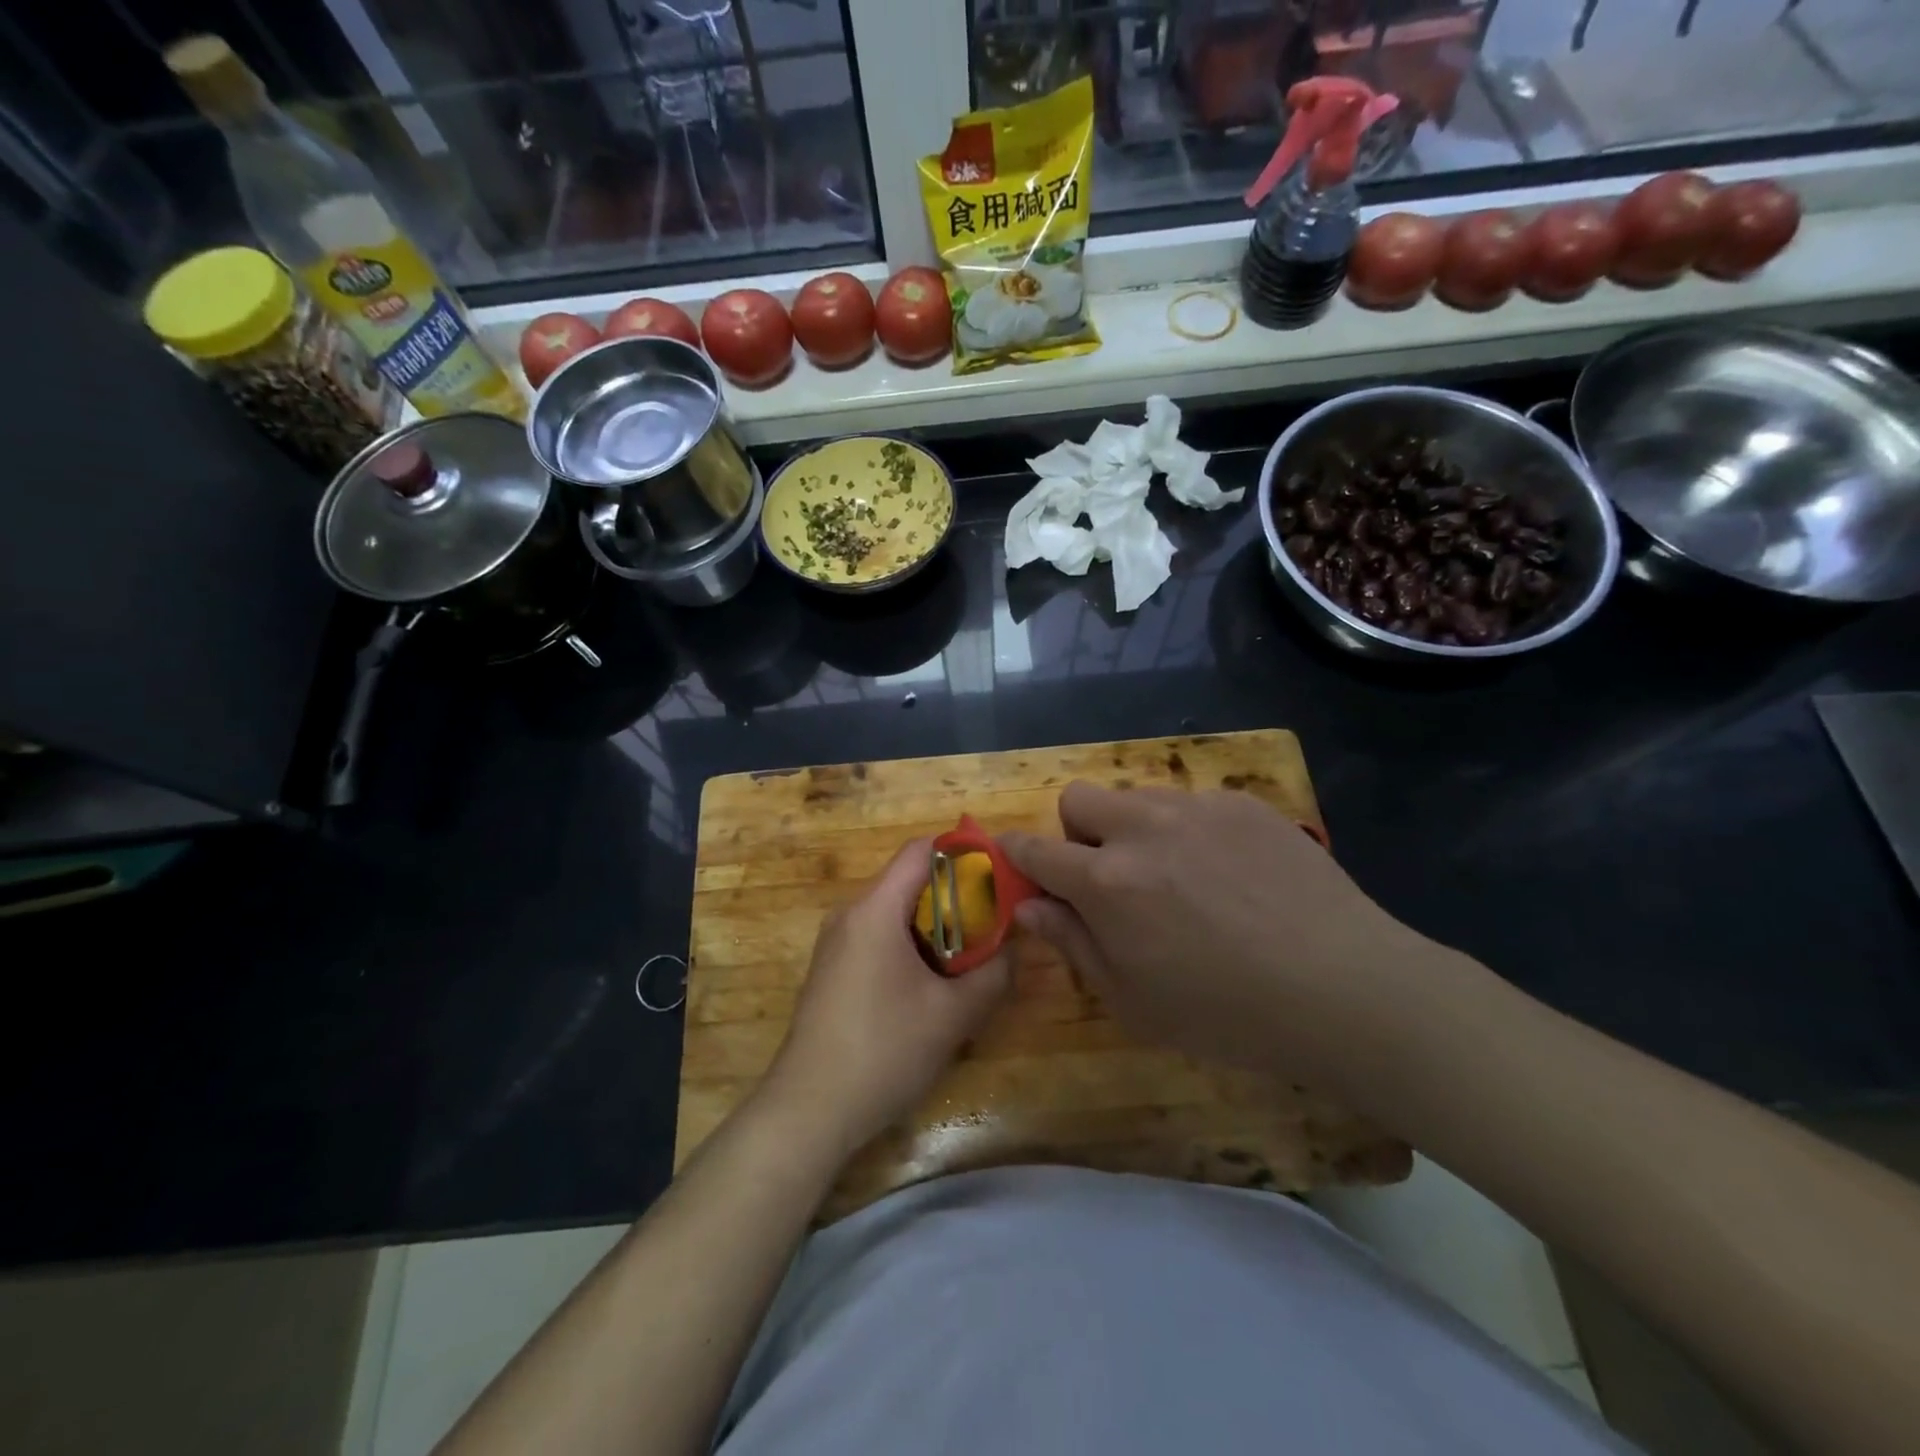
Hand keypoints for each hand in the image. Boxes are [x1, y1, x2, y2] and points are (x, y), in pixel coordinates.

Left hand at [763, 839, 1010, 1158]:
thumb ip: (994, 973)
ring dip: (936, 924)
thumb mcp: (954, 1015)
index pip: (922, 849)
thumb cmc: (883, 1050)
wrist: (808, 1110)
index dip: (964, 852)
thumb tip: (1014, 947)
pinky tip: (933, 983)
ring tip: (972, 954)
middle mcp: (851, 913)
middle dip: (956, 895)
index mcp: (875, 908)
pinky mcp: (832, 970)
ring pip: (895, 911)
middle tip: (995, 921)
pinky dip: (911, 945)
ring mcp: (836, 943)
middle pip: (909, 879)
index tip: (1000, 875)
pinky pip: (878, 937)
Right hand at [1001, 784, 1433, 1076]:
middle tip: (1109, 876)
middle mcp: (1142, 829)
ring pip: (1137, 798)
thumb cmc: (1225, 1013)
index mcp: (1105, 881)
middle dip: (1076, 832)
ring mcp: (1196, 808)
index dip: (1017, 853)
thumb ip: (1072, 945)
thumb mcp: (1132, 1002)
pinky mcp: (1243, 803)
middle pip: (1078, 799)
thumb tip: (1029, 907)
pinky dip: (1190, 831)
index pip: (1036, 849)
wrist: (1342, 988)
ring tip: (1178, 876)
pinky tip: (1230, 874)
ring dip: (1135, 829)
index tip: (1017, 859)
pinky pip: (1194, 803)